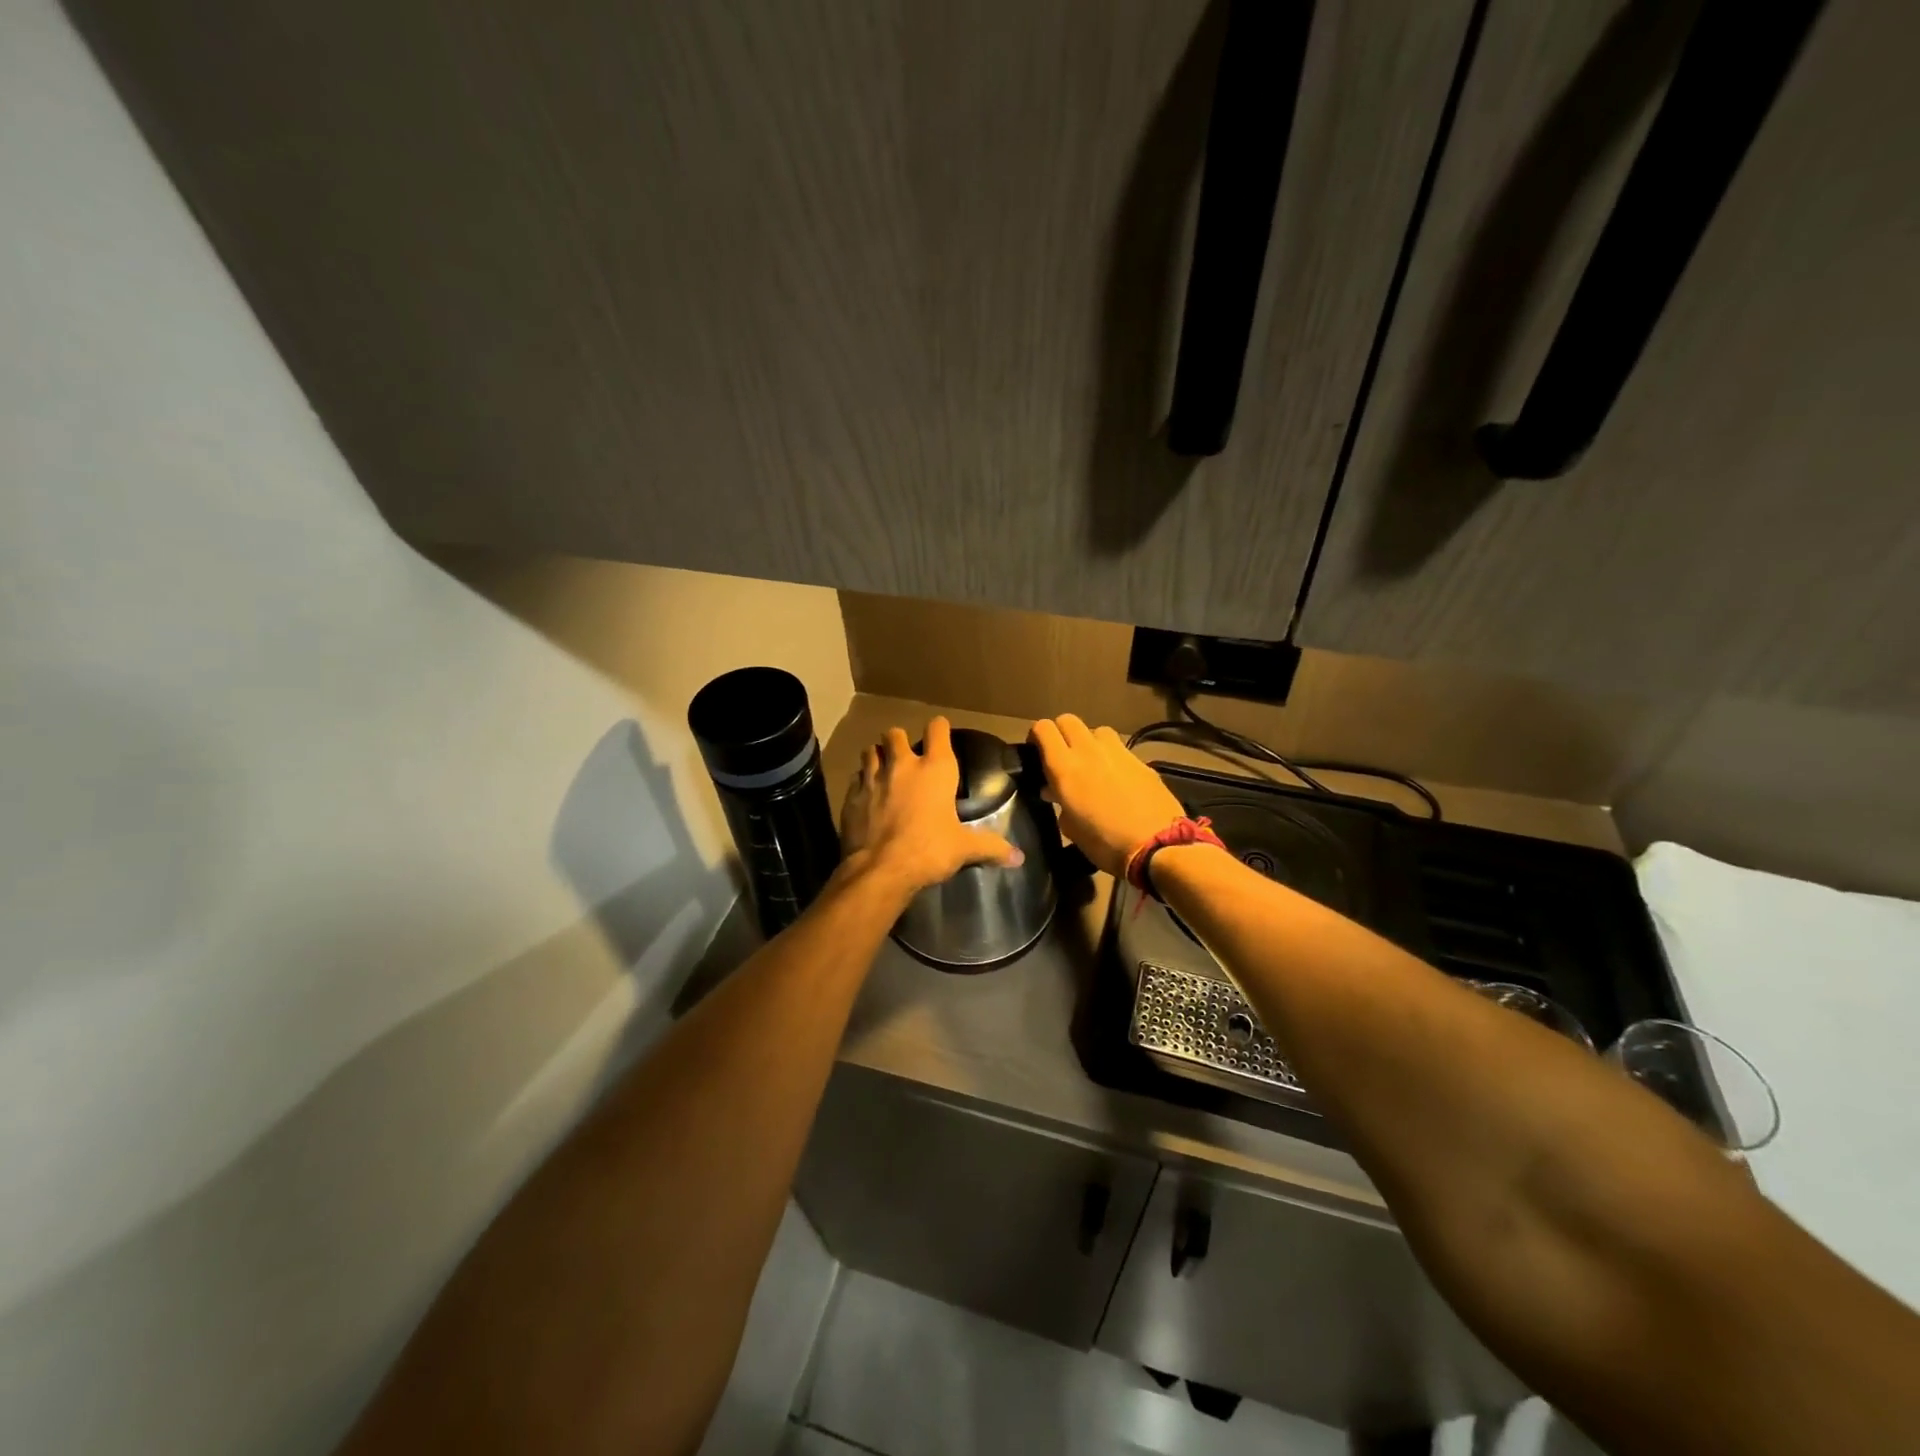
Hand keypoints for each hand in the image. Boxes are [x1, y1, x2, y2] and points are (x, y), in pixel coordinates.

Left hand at [840, 717, 1022, 896]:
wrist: (880, 870)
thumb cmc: (929, 851)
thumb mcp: (964, 849)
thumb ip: (991, 847)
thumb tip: (1019, 858)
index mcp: (935, 770)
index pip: (937, 729)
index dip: (939, 729)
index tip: (941, 735)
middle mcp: (902, 766)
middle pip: (894, 734)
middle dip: (899, 741)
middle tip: (906, 758)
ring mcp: (872, 779)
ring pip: (870, 751)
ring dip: (877, 757)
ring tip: (883, 771)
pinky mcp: (851, 796)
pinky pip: (855, 779)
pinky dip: (861, 783)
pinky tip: (866, 797)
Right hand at [1028, 714, 1185, 876]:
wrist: (1158, 846)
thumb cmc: (1105, 843)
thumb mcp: (1071, 828)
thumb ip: (1059, 802)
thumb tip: (1053, 791)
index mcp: (1065, 767)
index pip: (1043, 728)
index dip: (1036, 736)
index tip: (1036, 753)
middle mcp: (1089, 751)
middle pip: (1068, 720)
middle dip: (1061, 733)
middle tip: (1061, 756)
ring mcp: (1118, 752)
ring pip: (1096, 730)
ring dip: (1089, 741)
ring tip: (1091, 763)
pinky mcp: (1141, 760)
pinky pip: (1119, 748)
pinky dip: (1111, 757)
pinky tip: (1116, 778)